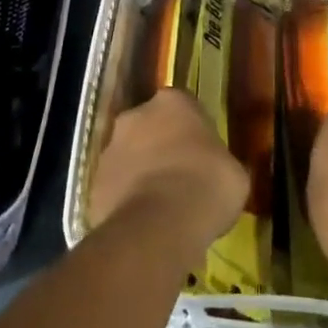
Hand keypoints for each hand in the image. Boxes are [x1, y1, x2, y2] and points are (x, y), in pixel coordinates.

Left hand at [89, 89, 246, 260]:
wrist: (158, 226)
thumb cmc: (206, 187)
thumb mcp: (234, 173)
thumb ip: (220, 162)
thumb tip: (218, 171)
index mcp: (173, 102)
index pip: (184, 109)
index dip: (194, 134)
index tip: (203, 158)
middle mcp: (136, 114)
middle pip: (151, 127)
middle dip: (162, 148)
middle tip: (181, 180)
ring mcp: (110, 148)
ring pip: (130, 156)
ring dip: (142, 174)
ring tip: (162, 208)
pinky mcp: (94, 183)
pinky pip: (116, 187)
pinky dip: (126, 200)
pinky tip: (144, 224)